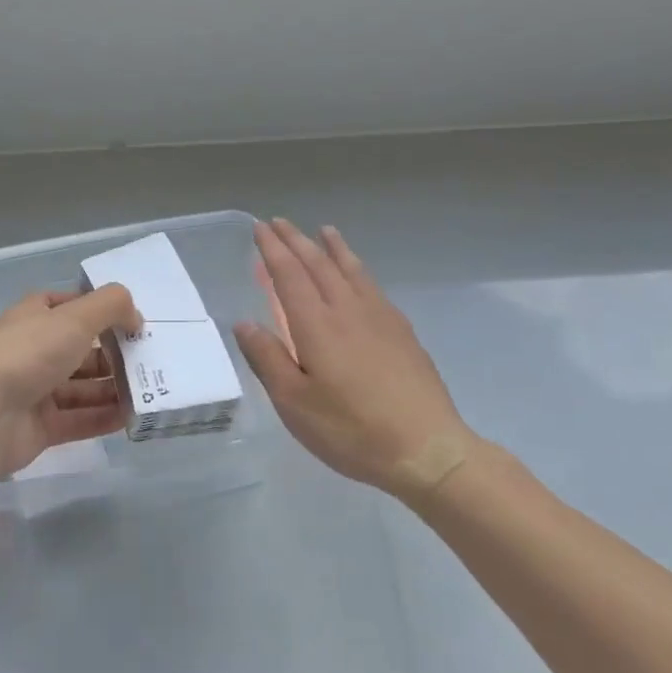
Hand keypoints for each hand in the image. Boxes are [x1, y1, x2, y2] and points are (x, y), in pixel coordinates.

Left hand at [0, 285, 142, 477]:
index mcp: (36, 316)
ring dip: (114, 387)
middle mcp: (35, 350)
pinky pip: (79, 419)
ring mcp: (36, 390)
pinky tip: (132, 417)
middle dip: (115, 353)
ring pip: (83, 387)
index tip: (134, 322)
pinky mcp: (40, 427)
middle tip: (152, 359)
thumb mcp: (76, 317)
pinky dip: (104, 417)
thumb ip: (112, 307)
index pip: (73, 306)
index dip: (102, 310)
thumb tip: (136, 318)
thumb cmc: (29, 353)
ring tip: (150, 390)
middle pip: (82, 348)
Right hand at [235, 219, 474, 504]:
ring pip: (351, 269)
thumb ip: (267, 359)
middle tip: (279, 222)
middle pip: (318, 264)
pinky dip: (358, 268)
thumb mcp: (294, 404)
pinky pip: (373, 285)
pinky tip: (359, 275)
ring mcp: (379, 317)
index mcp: (316, 325)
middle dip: (296, 240)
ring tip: (324, 230)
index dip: (272, 250)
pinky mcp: (402, 331)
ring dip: (333, 247)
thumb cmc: (351, 431)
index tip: (259, 228)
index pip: (289, 274)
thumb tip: (244, 323)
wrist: (427, 449)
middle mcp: (347, 310)